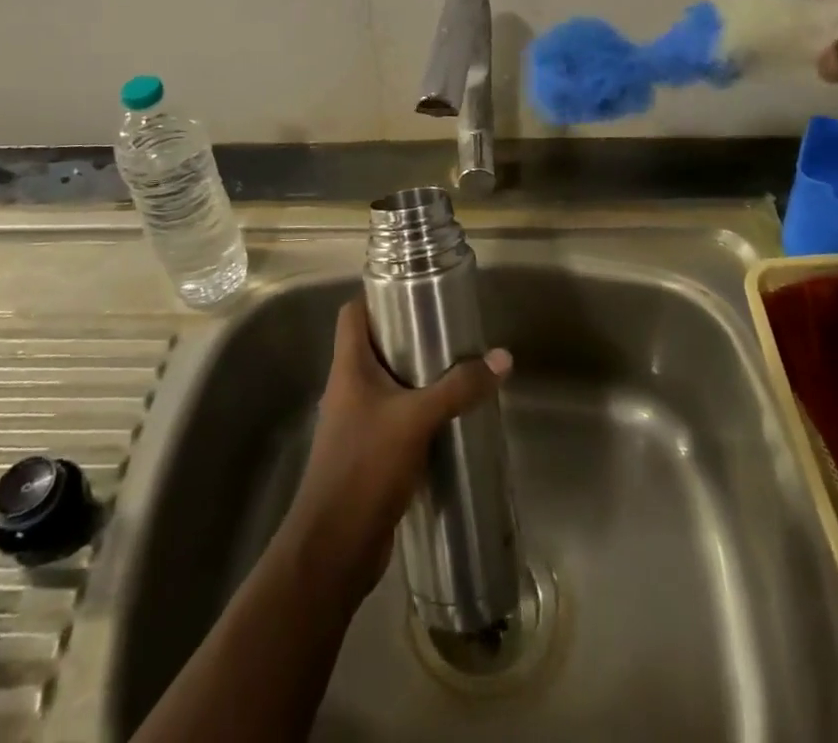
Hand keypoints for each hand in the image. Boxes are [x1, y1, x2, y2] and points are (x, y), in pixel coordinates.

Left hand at [280, 298, 510, 609]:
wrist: (334, 548)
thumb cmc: (365, 467)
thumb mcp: (416, 419)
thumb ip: (458, 388)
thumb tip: (503, 358)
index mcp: (348, 368)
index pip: (353, 313)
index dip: (377, 296)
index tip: (414, 288)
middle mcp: (348, 388)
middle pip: (374, 346)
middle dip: (409, 335)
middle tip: (448, 328)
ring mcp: (356, 423)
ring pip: (388, 383)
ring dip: (417, 375)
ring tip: (456, 367)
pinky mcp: (369, 453)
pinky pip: (396, 418)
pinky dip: (419, 411)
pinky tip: (449, 417)